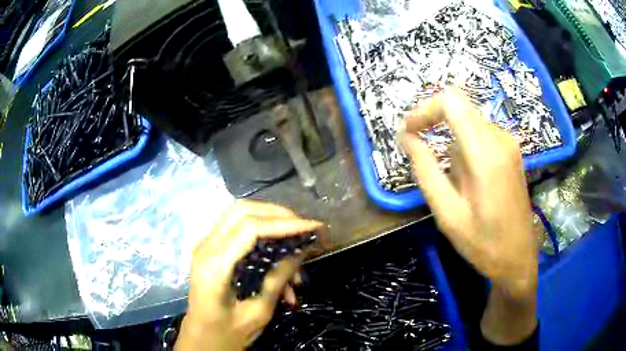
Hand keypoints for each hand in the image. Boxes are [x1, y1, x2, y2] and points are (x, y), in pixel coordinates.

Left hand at [176, 200, 322, 350]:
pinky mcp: (212, 250)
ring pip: (240, 216)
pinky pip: (239, 231)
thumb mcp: (258, 312)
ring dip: (271, 224)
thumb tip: (300, 251)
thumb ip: (277, 279)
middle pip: (243, 210)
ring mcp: (206, 246)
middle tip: (304, 229)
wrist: (201, 338)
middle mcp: (206, 247)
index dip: (285, 223)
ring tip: (296, 253)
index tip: (314, 227)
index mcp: (215, 265)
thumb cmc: (227, 332)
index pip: (251, 228)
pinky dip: (263, 238)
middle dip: (278, 215)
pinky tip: (280, 266)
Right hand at [401, 89, 537, 344]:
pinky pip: (480, 133)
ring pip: (468, 121)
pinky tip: (468, 180)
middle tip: (417, 148)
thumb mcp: (448, 214)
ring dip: (451, 141)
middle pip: (459, 106)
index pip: (451, 102)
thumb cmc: (483, 243)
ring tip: (453, 184)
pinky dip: (464, 146)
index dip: (424, 109)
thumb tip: (406, 137)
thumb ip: (425, 171)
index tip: (408, 131)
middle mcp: (500, 139)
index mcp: (485, 154)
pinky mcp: (511, 151)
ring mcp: (508, 143)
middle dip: (434, 121)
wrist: (518, 258)